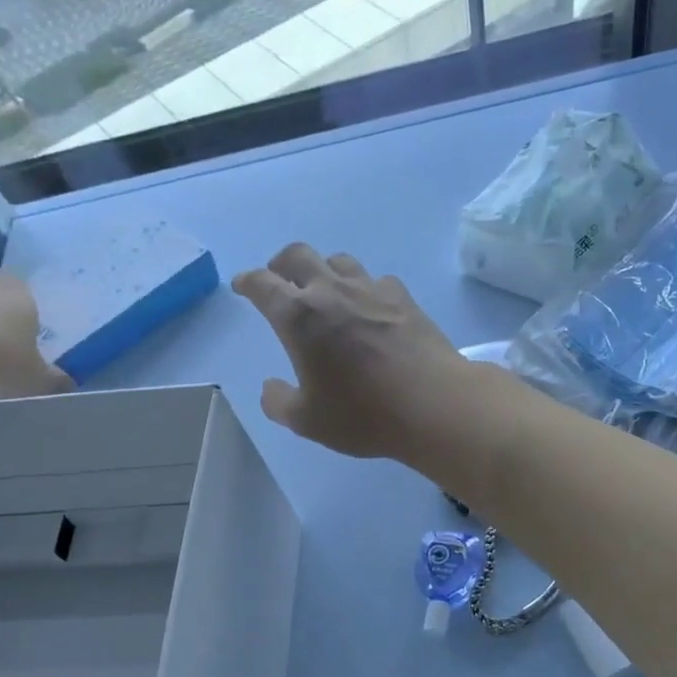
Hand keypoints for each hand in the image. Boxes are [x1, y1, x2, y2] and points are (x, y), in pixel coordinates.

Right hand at [233, 244, 472, 459]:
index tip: (243, 286)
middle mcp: (331, 291)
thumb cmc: (364, 414)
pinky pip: (375, 279)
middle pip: (298, 255)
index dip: (248, 282)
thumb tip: (270, 387)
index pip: (262, 284)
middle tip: (279, 280)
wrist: (433, 403)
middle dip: (281, 265)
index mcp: (299, 316)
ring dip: (323, 270)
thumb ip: (279, 402)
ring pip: (338, 260)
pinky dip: (363, 287)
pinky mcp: (403, 297)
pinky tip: (369, 306)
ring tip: (324, 291)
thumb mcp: (308, 421)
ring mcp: (371, 290)